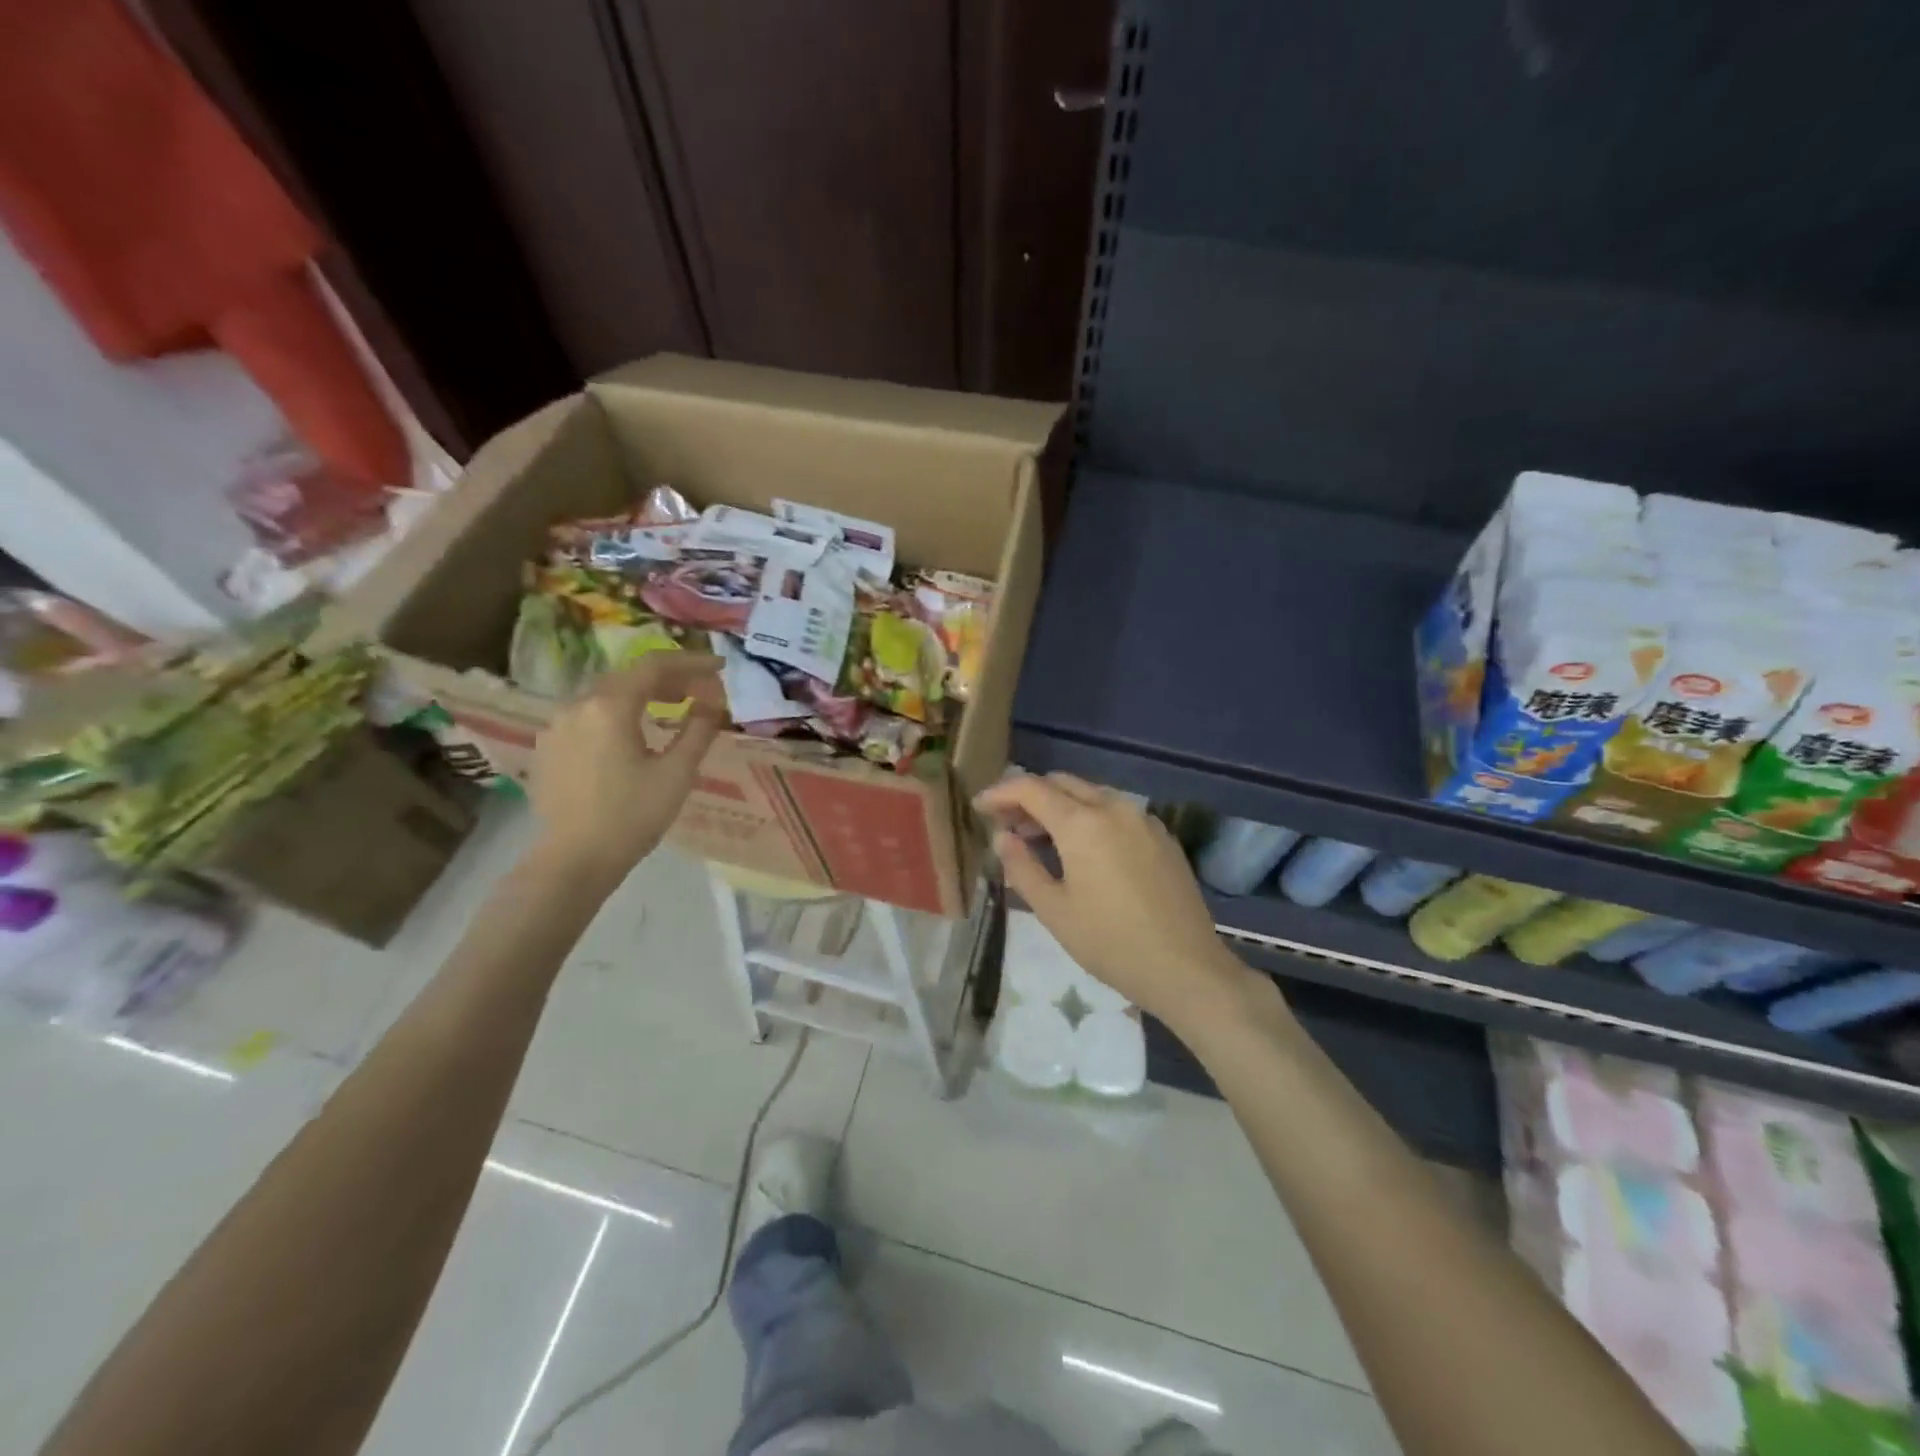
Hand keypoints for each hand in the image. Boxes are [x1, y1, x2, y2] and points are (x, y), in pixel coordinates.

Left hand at [528, 654, 724, 883]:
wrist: (574, 860)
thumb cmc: (632, 816)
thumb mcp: (677, 772)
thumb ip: (699, 728)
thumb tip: (713, 700)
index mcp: (610, 706)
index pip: (655, 665)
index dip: (691, 662)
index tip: (720, 668)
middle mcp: (578, 705)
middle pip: (629, 676)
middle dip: (669, 678)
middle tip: (701, 690)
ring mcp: (557, 725)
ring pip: (607, 695)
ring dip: (643, 695)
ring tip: (671, 708)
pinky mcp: (549, 747)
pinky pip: (589, 716)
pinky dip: (618, 714)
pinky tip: (634, 734)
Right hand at [974, 773, 1263, 1034]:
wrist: (1187, 967)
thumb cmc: (1111, 943)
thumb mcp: (1054, 911)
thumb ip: (1022, 867)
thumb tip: (1003, 837)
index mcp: (1082, 823)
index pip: (1031, 788)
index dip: (1000, 793)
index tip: (980, 807)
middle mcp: (1114, 807)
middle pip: (1062, 783)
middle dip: (1029, 796)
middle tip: (1007, 824)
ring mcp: (1143, 819)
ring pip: (1091, 794)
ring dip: (1060, 806)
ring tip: (1040, 838)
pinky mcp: (1162, 835)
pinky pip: (1116, 812)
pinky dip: (1090, 817)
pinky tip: (1083, 850)